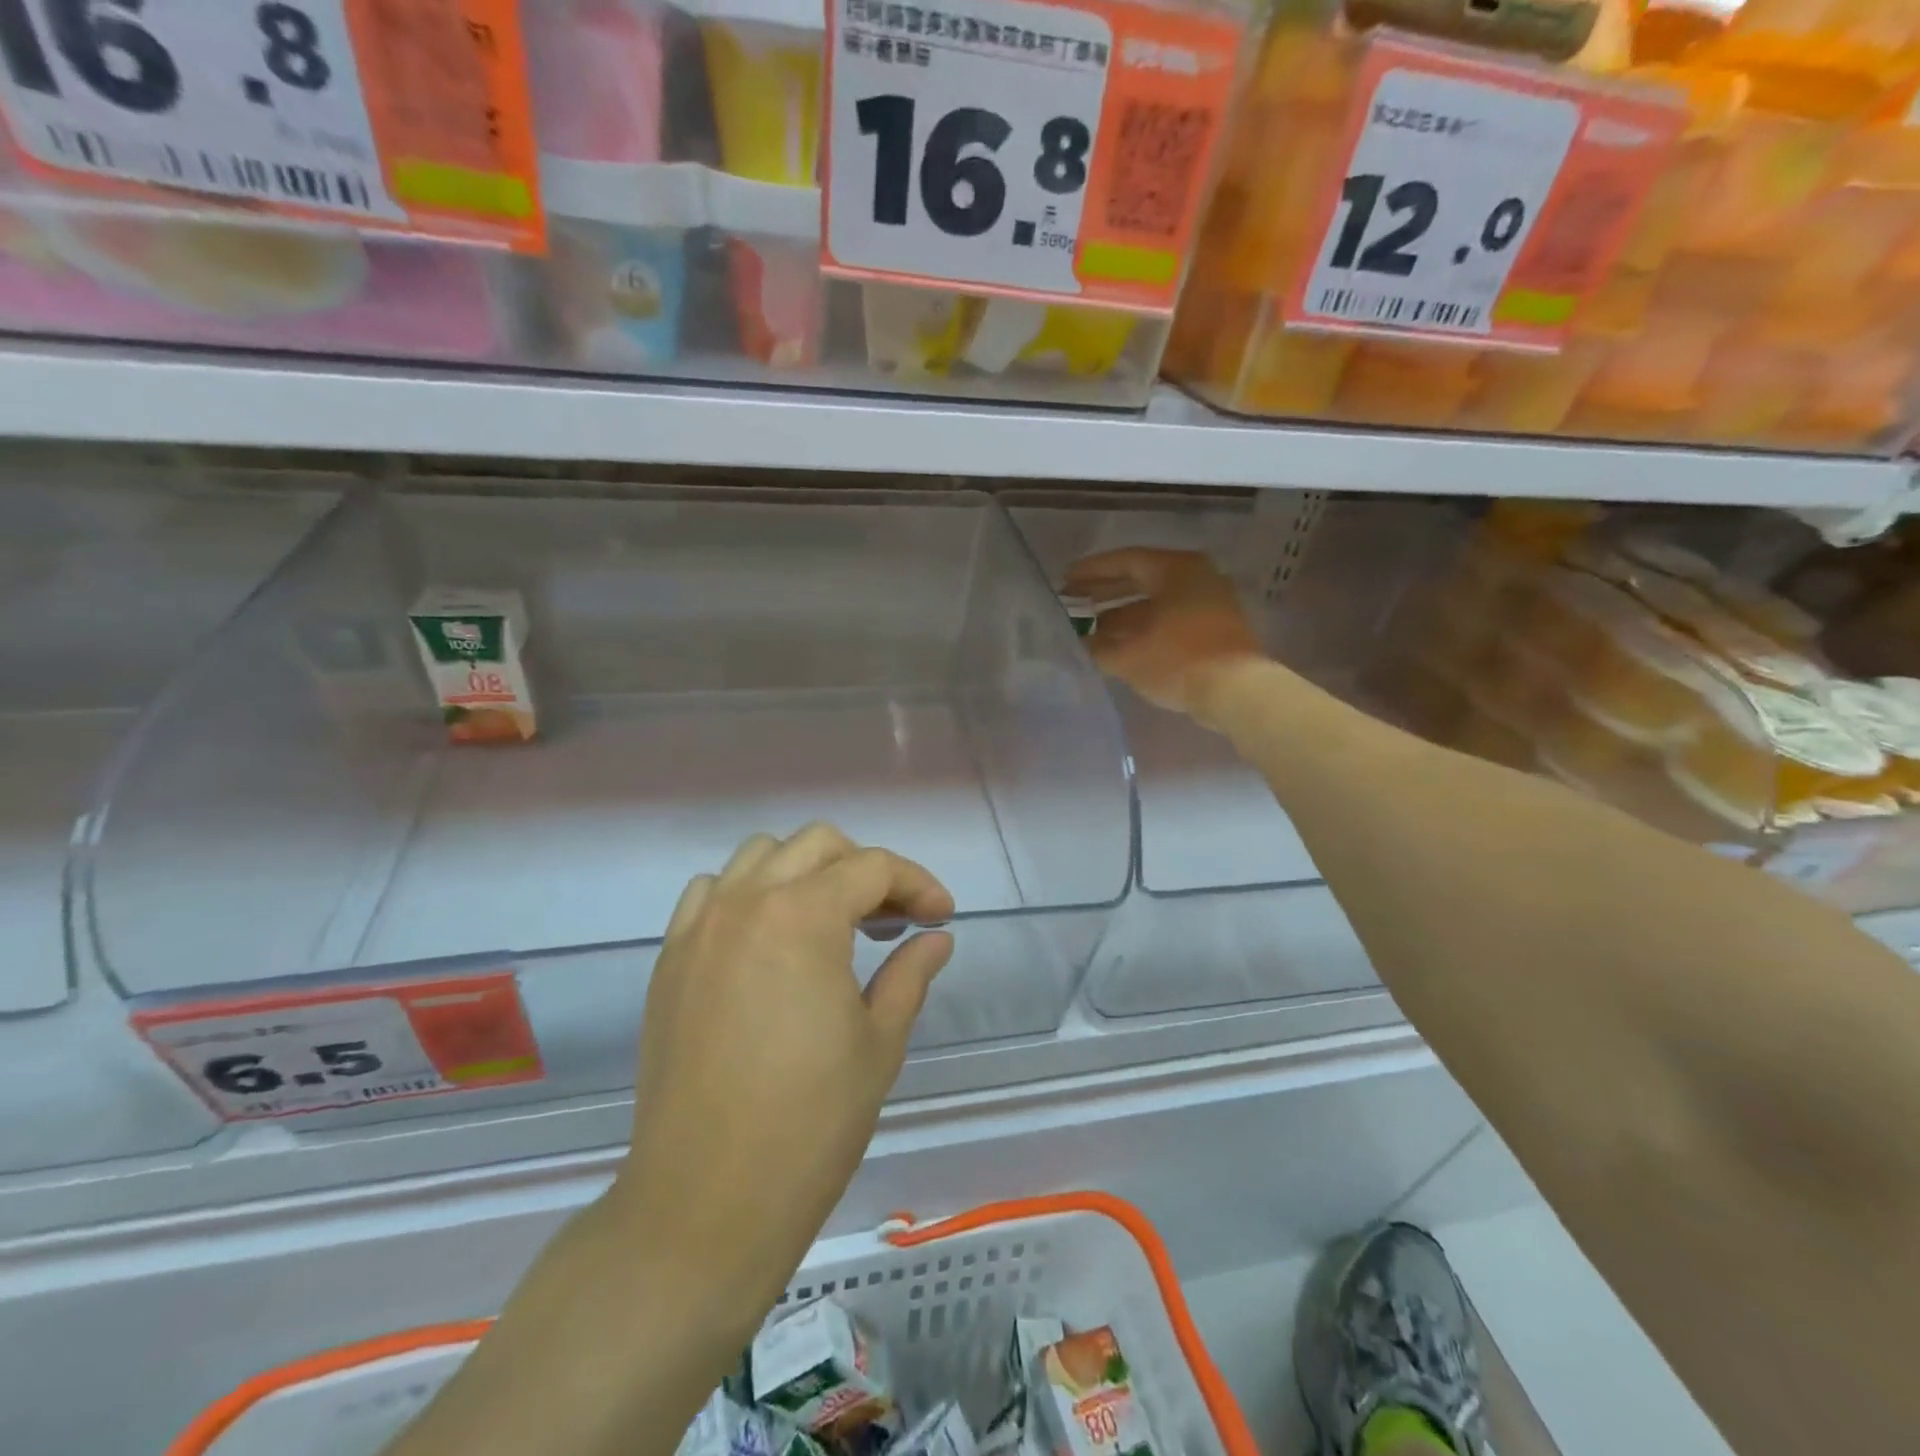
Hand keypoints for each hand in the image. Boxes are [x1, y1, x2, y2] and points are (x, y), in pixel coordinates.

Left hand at [609, 824, 955, 1340]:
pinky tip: (769, 942)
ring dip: (805, 872)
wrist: (703, 1204)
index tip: (941, 916)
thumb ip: (910, 973)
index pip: (872, 867)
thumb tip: (936, 938)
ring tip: (831, 923)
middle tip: (891, 918)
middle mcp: (746, 903)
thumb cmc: (809, 1124)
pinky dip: (749, 895)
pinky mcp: (670, 960)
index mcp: (803, 917)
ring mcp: (700, 928)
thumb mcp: (879, 1043)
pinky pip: (712, 893)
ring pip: (760, 856)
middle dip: (864, 868)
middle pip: (817, 845)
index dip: (917, 883)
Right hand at [1063, 548, 1263, 725]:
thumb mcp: (1128, 656)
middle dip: (1105, 592)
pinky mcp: (1215, 627)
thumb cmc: (1178, 661)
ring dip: (1122, 614)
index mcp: (1175, 569)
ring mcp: (1210, 601)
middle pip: (1142, 579)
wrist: (1236, 692)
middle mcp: (1196, 576)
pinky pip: (1170, 618)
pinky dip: (1143, 628)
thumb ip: (1098, 647)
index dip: (1092, 571)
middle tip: (1074, 601)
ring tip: (1090, 629)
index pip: (1126, 561)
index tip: (1065, 581)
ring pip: (1156, 602)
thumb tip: (1080, 644)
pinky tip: (1120, 645)